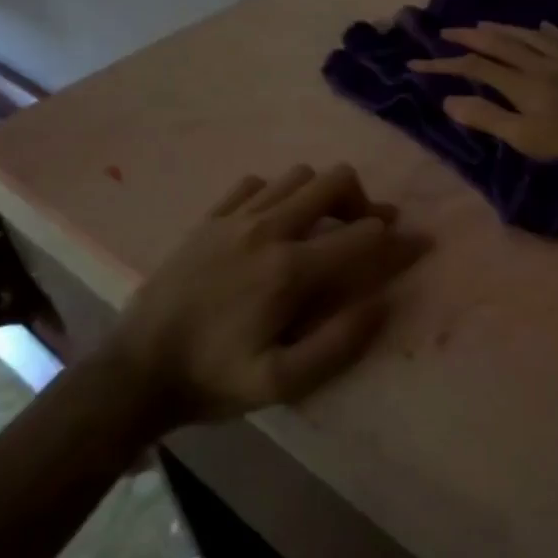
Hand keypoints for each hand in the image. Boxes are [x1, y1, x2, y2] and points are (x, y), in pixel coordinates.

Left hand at [110, 164, 418, 424]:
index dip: (400, 241)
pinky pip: (254, 183)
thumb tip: (382, 302)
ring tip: (321, 226)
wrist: (136, 370)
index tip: (421, 245)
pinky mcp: (208, 219)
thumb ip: (339, 342)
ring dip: (321, 195)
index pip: (363, 236)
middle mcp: (268, 230)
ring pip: (297, 176)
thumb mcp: (282, 382)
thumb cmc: (214, 379)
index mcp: (291, 270)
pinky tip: (272, 223)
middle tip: (366, 233)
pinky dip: (275, 194)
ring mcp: (235, 218)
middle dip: (363, 202)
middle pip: (334, 182)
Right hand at [408, 22, 557, 169]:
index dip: (445, 65)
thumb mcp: (526, 138)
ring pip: (532, 37)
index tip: (417, 63)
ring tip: (486, 24)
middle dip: (471, 37)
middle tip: (448, 31)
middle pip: (501, 45)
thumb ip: (487, 118)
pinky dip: (552, 32)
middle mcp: (542, 62)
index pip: (475, 68)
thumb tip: (449, 101)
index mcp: (522, 83)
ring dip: (505, 29)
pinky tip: (545, 26)